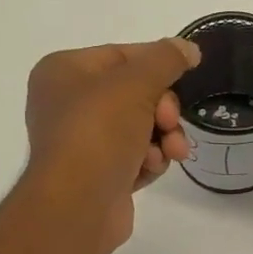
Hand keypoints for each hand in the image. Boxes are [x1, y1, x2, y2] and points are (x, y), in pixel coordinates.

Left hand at [24, 38, 198, 253]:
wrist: (78, 205)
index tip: (188, 76)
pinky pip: (134, 159)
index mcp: (64, 72)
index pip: (121, 56)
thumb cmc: (99, 132)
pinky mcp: (98, 176)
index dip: (158, 66)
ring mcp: (82, 144)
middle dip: (163, 111)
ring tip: (170, 154)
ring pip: (140, 130)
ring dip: (162, 140)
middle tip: (169, 124)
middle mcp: (67, 105)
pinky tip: (150, 170)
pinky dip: (148, 163)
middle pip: (135, 95)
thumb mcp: (136, 83)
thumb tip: (188, 48)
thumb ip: (166, 60)